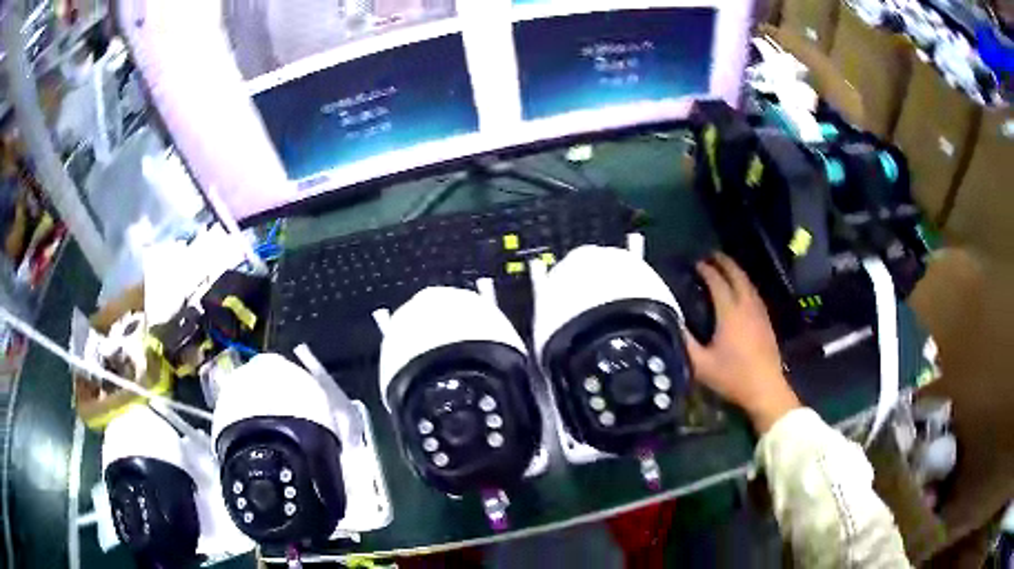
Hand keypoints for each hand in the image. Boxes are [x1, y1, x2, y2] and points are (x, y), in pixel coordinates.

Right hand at [683, 253, 799, 432]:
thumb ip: (684, 342)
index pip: (717, 282)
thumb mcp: (700, 364)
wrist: (765, 388)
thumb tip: (672, 321)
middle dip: (724, 262)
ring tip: (725, 267)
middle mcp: (746, 306)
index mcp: (729, 312)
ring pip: (748, 282)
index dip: (706, 270)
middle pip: (736, 275)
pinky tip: (741, 290)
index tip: (696, 264)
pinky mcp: (766, 320)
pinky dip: (745, 283)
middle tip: (711, 256)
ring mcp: (759, 312)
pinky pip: (754, 293)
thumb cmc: (731, 377)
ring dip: (736, 271)